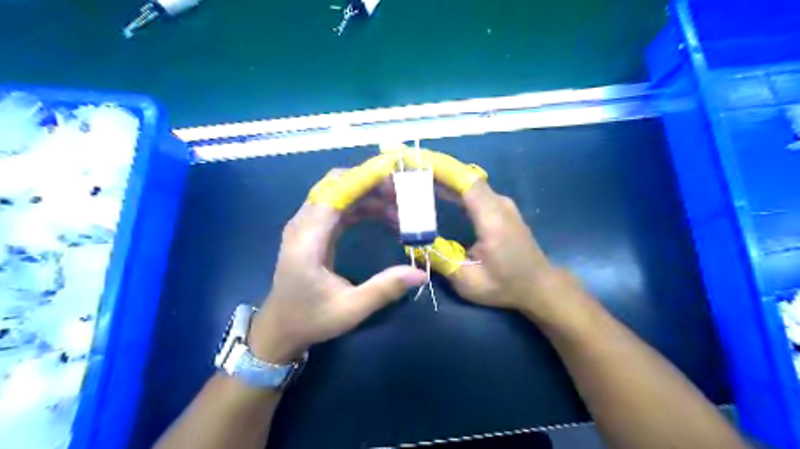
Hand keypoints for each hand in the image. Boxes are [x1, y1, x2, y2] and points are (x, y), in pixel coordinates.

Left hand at [249, 158, 427, 364]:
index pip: (335, 193)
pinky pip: (340, 207)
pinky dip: (364, 206)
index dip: (364, 178)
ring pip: (340, 193)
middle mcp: (304, 224)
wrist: (281, 327)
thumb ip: (385, 289)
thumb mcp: (351, 309)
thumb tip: (421, 273)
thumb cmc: (311, 319)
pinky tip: (386, 216)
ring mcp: (307, 225)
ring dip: (370, 194)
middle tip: (404, 193)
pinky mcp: (314, 230)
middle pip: (336, 184)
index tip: (394, 173)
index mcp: (307, 239)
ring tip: (401, 206)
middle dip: (371, 183)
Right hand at [392, 145, 589, 323]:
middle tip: (407, 166)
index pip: (466, 183)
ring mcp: (501, 204)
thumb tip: (412, 242)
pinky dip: (453, 187)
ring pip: (468, 182)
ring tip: (415, 175)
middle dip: (436, 169)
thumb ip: (440, 259)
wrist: (539, 286)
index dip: (441, 169)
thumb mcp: (468, 281)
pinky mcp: (499, 208)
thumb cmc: (505, 286)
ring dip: (443, 177)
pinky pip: (473, 191)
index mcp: (493, 219)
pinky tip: (436, 190)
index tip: (416, 161)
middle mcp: (499, 204)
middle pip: (465, 177)